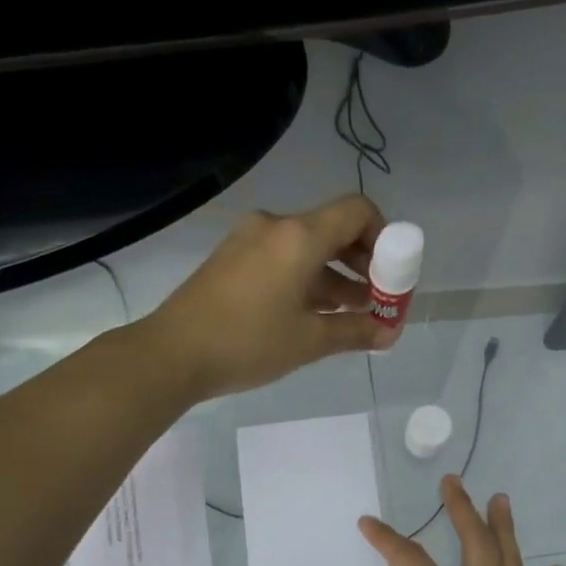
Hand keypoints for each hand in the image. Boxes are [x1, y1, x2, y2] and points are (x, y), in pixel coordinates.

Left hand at [146, 195, 398, 400]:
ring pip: (308, 248)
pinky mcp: (234, 258)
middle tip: (378, 299)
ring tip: (353, 314)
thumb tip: (390, 333)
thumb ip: (356, 331)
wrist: (174, 353)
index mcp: (299, 236)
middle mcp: (276, 226)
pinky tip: (316, 314)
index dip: (384, 238)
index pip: (357, 212)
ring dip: (336, 276)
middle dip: (363, 263)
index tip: (392, 275)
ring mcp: (250, 240)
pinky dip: (307, 279)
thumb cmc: (248, 343)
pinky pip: (283, 258)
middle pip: (333, 229)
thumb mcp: (310, 341)